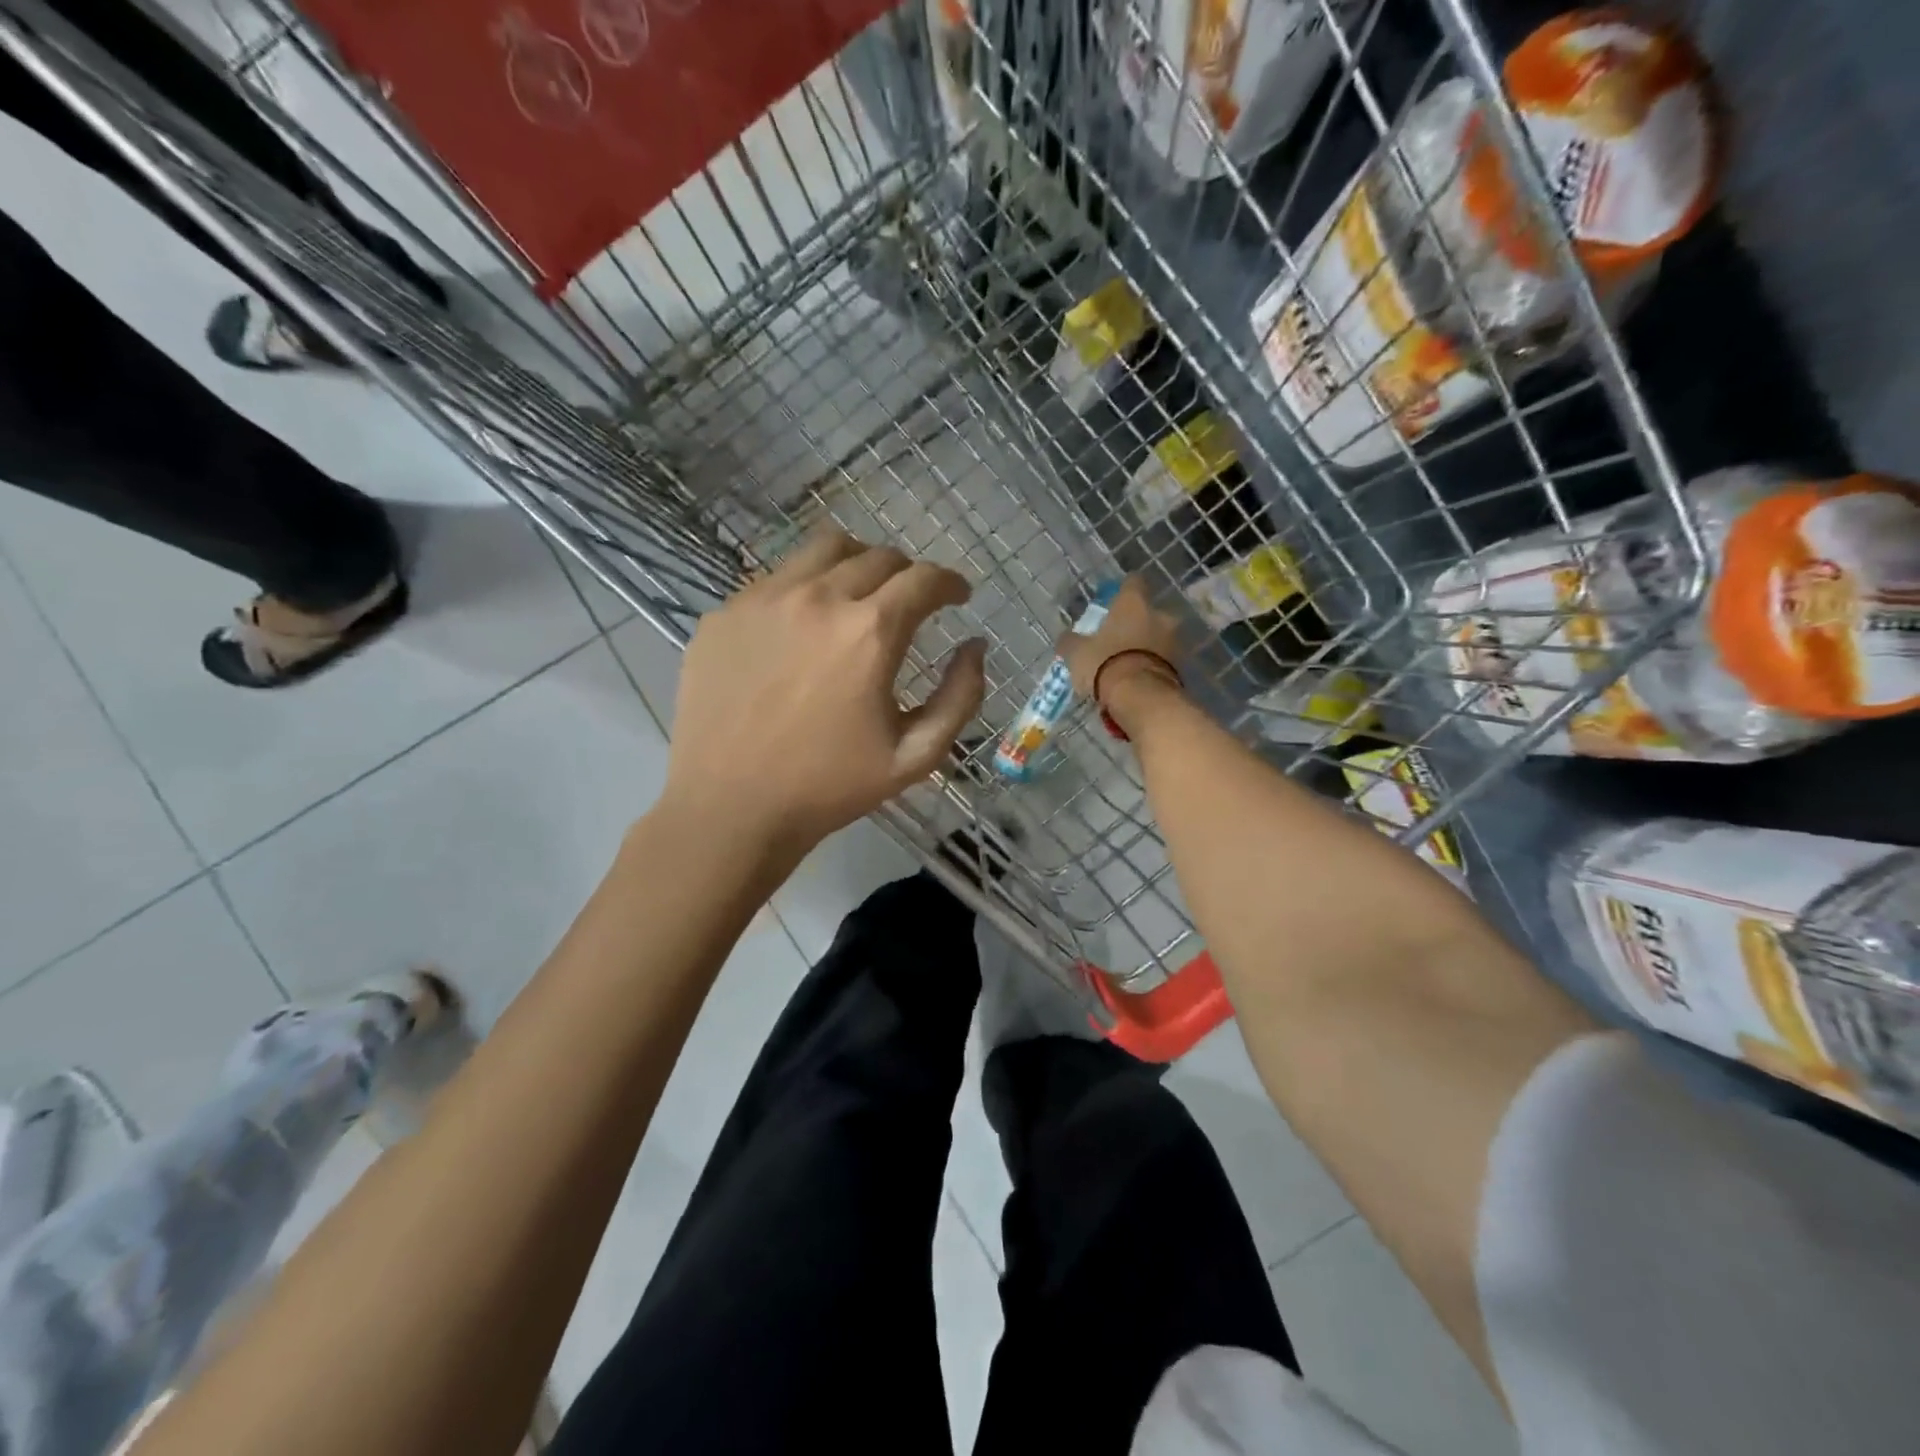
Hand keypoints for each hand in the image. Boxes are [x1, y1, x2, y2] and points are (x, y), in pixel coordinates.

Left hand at [663, 530, 987, 853]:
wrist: (730, 807)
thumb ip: (960, 697)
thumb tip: (975, 646)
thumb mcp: (915, 756)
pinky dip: (805, 588)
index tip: (957, 596)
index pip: (924, 578)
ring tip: (859, 594)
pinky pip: (777, 578)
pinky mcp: (725, 613)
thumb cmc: (829, 787)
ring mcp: (763, 599)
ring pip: (825, 549)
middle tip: (910, 603)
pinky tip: (803, 627)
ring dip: (857, 563)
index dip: (950, 583)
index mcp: (870, 632)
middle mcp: (818, 598)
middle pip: (879, 556)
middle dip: (908, 575)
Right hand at [1057, 576, 1184, 733]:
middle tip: (1118, 639)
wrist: (1141, 697)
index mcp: (1133, 603)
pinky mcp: (1180, 666)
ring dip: (1147, 645)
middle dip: (1136, 623)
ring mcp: (1173, 640)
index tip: (1113, 600)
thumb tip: (1066, 637)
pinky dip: (1153, 665)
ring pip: (1158, 636)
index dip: (1123, 590)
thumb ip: (1071, 641)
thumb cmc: (1105, 663)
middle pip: (1148, 612)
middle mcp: (1159, 615)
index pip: (1133, 582)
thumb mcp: (1077, 653)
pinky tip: (1138, 679)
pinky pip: (1163, 659)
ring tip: (1128, 663)